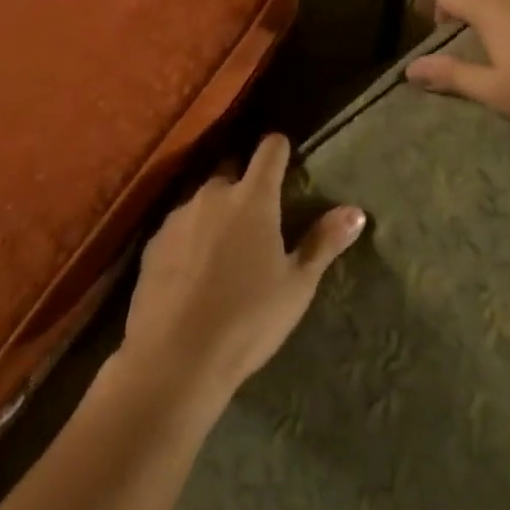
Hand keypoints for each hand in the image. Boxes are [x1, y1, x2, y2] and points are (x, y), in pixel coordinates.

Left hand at [116, 135, 364, 413]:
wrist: (174, 359)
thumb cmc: (247, 320)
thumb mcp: (297, 286)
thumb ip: (324, 242)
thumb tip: (356, 212)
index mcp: (253, 198)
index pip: (270, 150)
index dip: (280, 149)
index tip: (286, 159)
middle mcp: (213, 194)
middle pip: (232, 171)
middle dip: (245, 185)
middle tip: (258, 218)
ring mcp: (178, 216)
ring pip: (203, 200)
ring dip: (216, 212)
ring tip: (225, 249)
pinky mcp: (153, 242)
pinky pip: (179, 227)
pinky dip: (190, 238)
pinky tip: (194, 271)